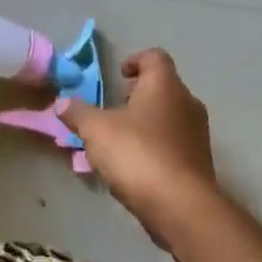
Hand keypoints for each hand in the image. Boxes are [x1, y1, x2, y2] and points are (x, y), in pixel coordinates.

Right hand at [58, 49, 218, 236]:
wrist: (180, 204)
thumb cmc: (137, 154)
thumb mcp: (96, 131)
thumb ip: (78, 113)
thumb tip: (62, 103)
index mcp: (165, 86)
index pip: (155, 57)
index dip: (135, 60)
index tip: (118, 75)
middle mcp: (188, 103)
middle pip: (163, 88)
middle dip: (137, 96)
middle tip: (113, 111)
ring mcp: (197, 134)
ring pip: (169, 118)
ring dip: (145, 124)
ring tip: (119, 142)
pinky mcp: (198, 161)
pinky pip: (173, 144)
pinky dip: (155, 147)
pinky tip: (135, 166)